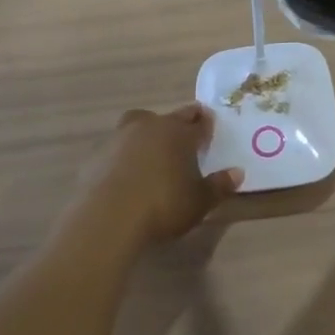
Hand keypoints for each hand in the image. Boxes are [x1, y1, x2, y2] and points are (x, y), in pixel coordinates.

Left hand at [74, 105, 243, 248]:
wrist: (108, 218)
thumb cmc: (163, 206)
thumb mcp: (199, 202)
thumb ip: (218, 186)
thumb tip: (237, 173)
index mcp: (179, 133)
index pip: (198, 122)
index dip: (206, 124)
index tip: (210, 123)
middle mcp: (151, 127)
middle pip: (169, 117)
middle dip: (180, 121)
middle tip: (186, 130)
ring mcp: (120, 138)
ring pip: (138, 124)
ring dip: (148, 131)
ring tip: (153, 147)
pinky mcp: (97, 155)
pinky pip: (117, 147)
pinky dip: (124, 153)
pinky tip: (127, 170)